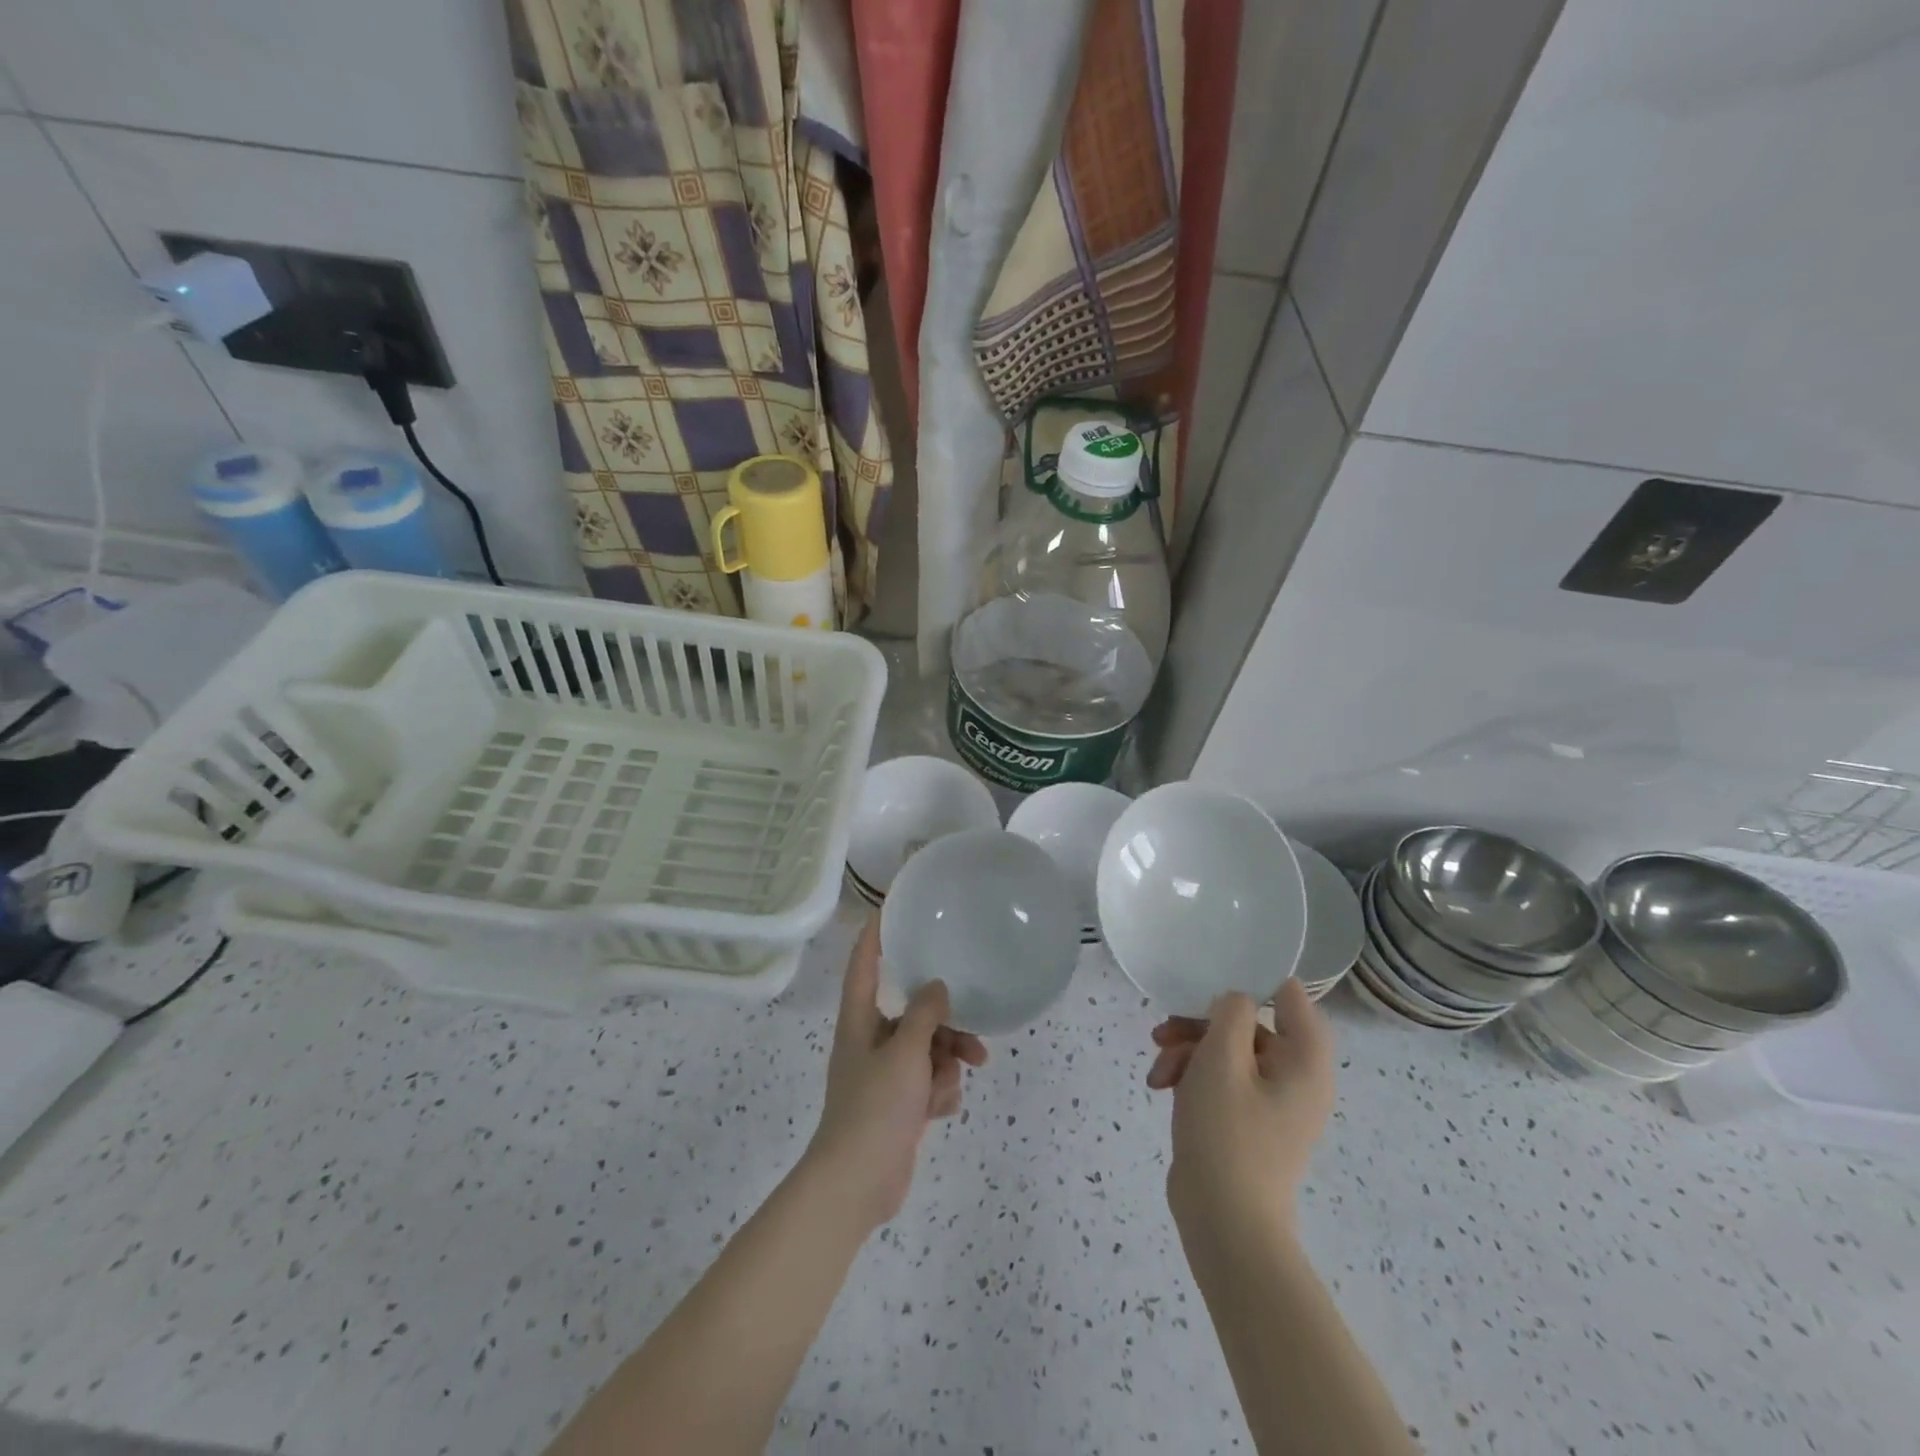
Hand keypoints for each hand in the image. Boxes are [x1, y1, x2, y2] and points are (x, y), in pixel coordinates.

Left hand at [806, 916, 987, 1231]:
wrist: (857, 1183)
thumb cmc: (875, 1107)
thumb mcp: (905, 1053)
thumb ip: (924, 1014)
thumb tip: (936, 986)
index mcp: (860, 1020)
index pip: (864, 964)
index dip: (875, 934)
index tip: (892, 907)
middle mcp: (871, 1041)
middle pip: (913, 1013)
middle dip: (945, 1025)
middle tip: (972, 1034)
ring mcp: (886, 1074)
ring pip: (929, 1049)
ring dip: (947, 1063)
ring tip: (958, 1079)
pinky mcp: (900, 1104)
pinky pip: (929, 1081)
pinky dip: (939, 1092)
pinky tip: (939, 1111)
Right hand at [1145, 978, 1334, 1236]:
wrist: (1224, 1223)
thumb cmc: (1227, 1133)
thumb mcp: (1221, 1058)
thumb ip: (1230, 1012)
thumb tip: (1236, 1000)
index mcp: (1305, 1060)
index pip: (1289, 997)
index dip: (1251, 982)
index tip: (1208, 984)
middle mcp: (1297, 1078)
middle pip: (1248, 1025)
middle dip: (1199, 1026)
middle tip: (1162, 1032)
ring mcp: (1272, 1103)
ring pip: (1227, 1052)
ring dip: (1187, 1052)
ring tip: (1157, 1072)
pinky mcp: (1249, 1122)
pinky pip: (1222, 1081)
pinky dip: (1192, 1078)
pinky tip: (1161, 1088)